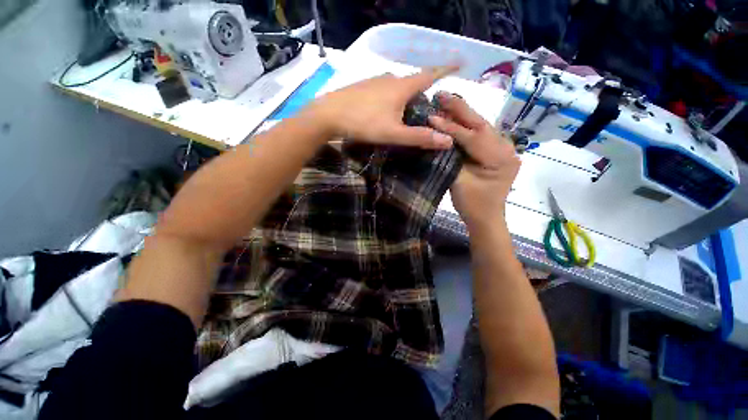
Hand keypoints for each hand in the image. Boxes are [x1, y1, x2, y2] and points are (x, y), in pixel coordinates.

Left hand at [309, 66, 456, 148]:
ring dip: (407, 95)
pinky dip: (392, 97)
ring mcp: (374, 81)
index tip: (460, 63)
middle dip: (424, 90)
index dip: (446, 69)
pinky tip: (386, 110)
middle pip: (413, 81)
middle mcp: (390, 78)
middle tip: (429, 106)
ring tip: (408, 111)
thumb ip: (419, 137)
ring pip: (398, 86)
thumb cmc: (364, 123)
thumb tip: (448, 140)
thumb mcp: (394, 134)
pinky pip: (384, 89)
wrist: (328, 115)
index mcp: (402, 86)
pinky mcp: (363, 86)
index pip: (430, 75)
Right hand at [427, 92, 520, 228]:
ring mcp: (505, 149)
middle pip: (481, 125)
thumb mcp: (459, 181)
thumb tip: (438, 135)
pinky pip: (481, 135)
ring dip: (463, 115)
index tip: (431, 115)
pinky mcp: (498, 152)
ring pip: (481, 127)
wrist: (486, 218)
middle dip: (460, 109)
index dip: (451, 126)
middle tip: (442, 94)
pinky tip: (456, 117)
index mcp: (500, 159)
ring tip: (446, 102)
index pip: (472, 137)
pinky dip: (467, 126)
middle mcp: (507, 149)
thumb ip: (450, 157)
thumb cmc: (472, 204)